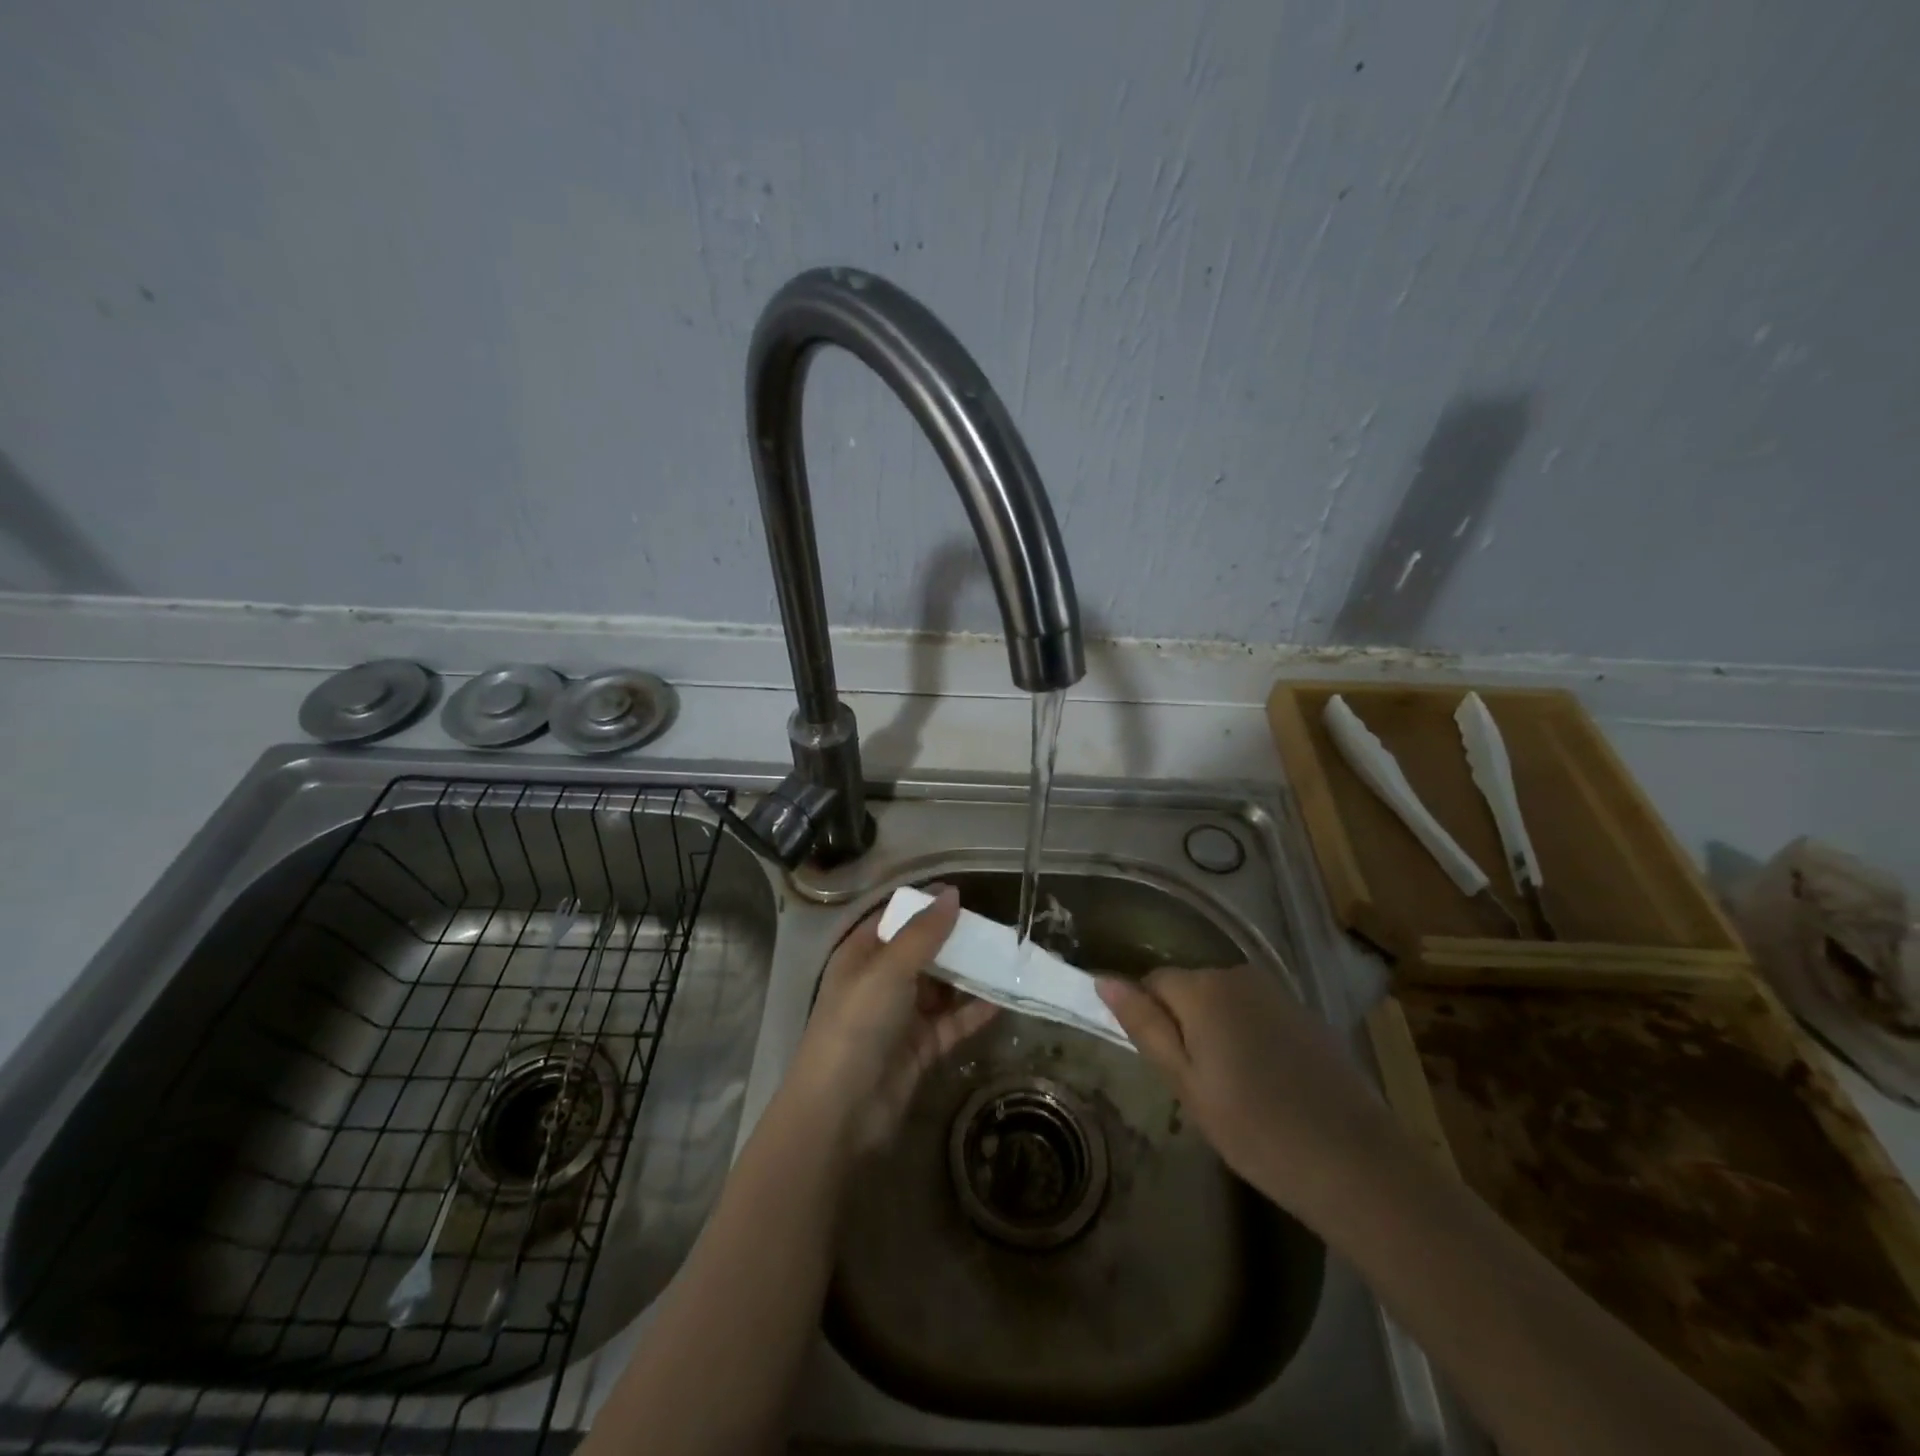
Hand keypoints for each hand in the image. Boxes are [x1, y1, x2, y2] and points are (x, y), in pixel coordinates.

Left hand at [787, 886, 996, 1154]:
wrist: (841, 1110)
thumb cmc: (857, 1023)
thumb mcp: (888, 968)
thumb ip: (923, 932)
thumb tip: (952, 892)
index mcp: (861, 955)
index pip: (895, 918)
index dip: (924, 905)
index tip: (963, 895)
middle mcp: (880, 981)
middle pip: (922, 952)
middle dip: (954, 940)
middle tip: (995, 928)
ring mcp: (901, 1016)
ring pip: (941, 987)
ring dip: (970, 975)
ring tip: (1008, 959)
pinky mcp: (920, 1048)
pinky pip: (952, 1022)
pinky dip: (975, 1011)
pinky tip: (1004, 999)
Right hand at [1097, 964, 1404, 1223]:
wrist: (1356, 1164)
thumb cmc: (1256, 1129)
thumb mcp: (1186, 1084)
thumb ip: (1144, 1026)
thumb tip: (1103, 979)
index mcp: (1203, 989)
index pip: (1152, 983)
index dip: (1150, 1020)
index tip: (1164, 1067)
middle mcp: (1238, 975)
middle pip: (1189, 988)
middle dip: (1184, 1025)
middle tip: (1197, 1086)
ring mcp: (1277, 993)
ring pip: (1223, 1002)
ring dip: (1216, 1031)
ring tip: (1233, 1089)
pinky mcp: (1305, 1014)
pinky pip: (1255, 1014)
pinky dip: (1249, 1038)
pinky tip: (1267, 1084)